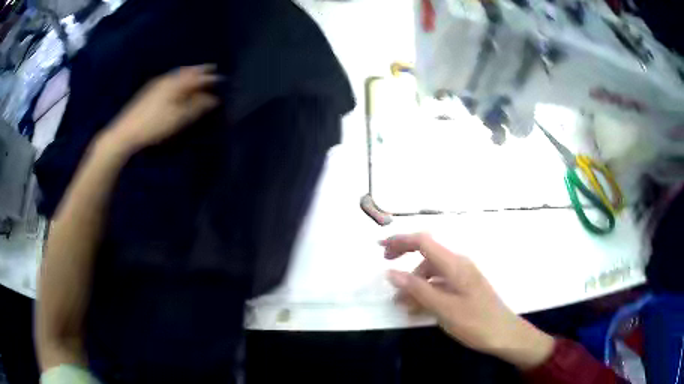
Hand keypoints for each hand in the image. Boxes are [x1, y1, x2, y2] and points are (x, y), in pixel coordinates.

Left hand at [106, 65, 220, 152]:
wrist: (126, 131)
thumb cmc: (155, 124)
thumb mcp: (178, 117)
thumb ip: (197, 106)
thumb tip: (213, 99)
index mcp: (176, 84)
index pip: (197, 77)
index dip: (209, 78)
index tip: (221, 78)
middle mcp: (167, 79)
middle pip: (187, 72)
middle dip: (199, 71)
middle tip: (210, 70)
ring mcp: (156, 84)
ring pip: (177, 75)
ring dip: (188, 74)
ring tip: (196, 76)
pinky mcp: (149, 91)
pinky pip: (169, 80)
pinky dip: (178, 79)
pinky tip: (177, 86)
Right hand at [382, 233, 554, 370]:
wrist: (504, 334)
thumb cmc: (475, 321)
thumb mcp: (443, 308)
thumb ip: (417, 289)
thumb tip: (391, 272)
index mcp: (454, 264)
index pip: (423, 241)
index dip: (400, 240)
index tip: (379, 247)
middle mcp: (458, 265)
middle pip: (426, 254)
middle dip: (405, 260)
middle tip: (387, 273)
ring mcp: (462, 277)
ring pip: (431, 273)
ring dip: (414, 284)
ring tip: (400, 303)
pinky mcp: (464, 288)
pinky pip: (439, 284)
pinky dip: (425, 292)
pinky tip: (416, 309)